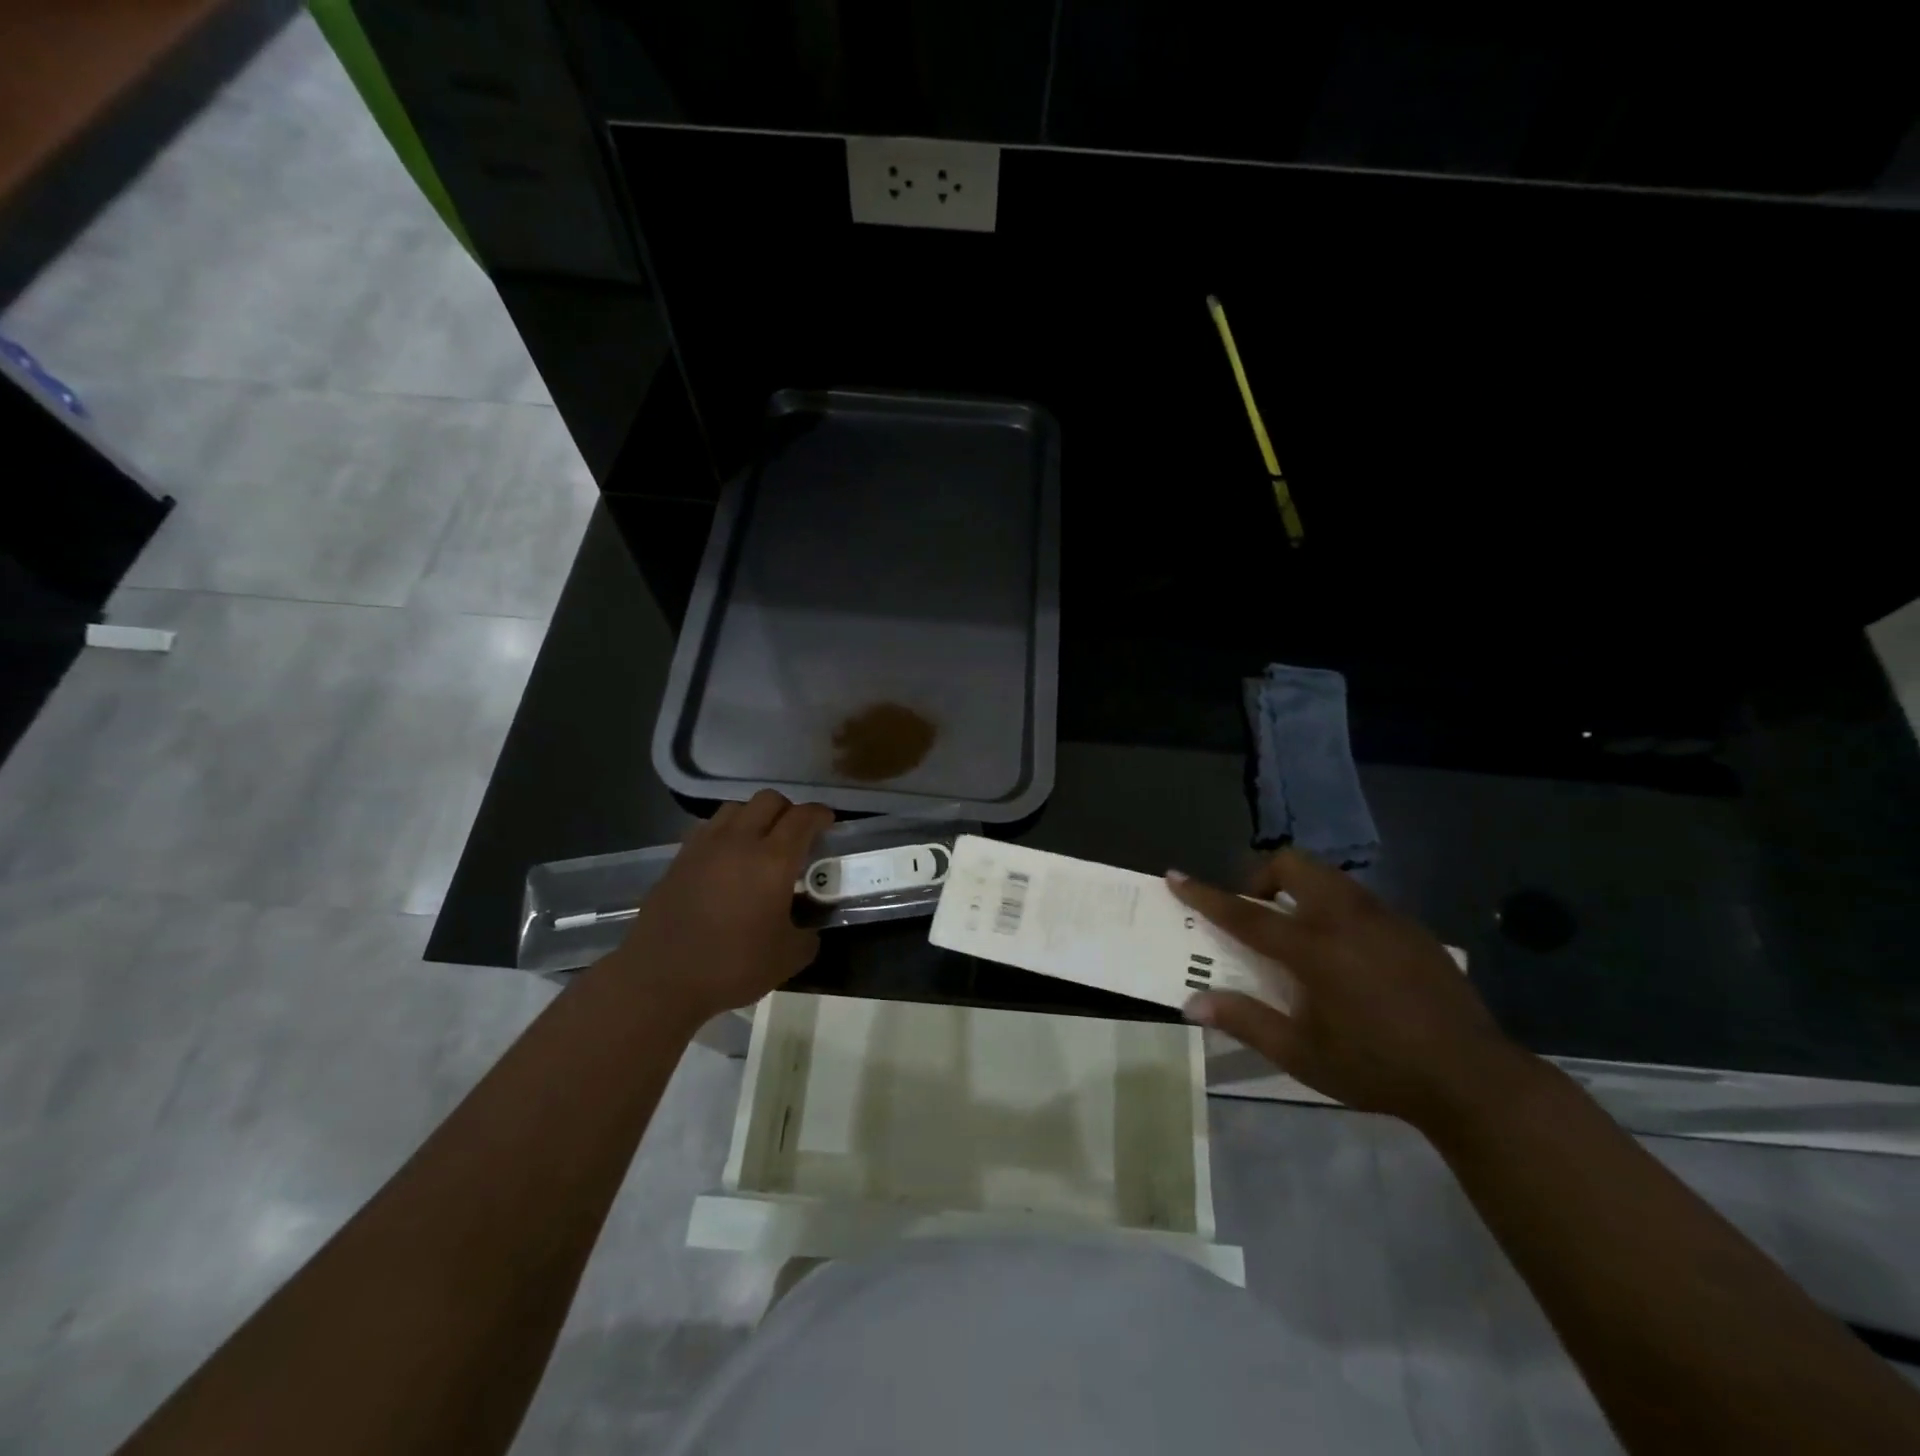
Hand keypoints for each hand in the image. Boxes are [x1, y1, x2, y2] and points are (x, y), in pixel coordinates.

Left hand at [611, 791, 834, 1025]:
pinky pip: (709, 828)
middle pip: (769, 800)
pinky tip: (726, 859)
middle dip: (788, 810)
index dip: (820, 815)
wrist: (660, 978)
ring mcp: (705, 846)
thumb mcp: (788, 958)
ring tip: (759, 842)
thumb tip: (809, 929)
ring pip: (735, 807)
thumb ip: (807, 936)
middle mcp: (740, 841)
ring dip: (754, 816)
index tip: (828, 823)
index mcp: (773, 860)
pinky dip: (726, 833)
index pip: (803, 817)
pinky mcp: (679, 859)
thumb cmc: (732, 966)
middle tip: (795, 833)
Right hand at [1170, 852, 1529, 1129]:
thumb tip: (1192, 1004)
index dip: (1205, 894)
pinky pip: (1359, 899)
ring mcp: (1384, 918)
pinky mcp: (1411, 927)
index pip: (1245, 913)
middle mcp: (1346, 919)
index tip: (1176, 875)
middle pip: (1293, 865)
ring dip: (1301, 889)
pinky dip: (1336, 908)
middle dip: (1263, 876)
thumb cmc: (1377, 1068)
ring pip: (1329, 876)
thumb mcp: (1302, 1055)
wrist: (1473, 1078)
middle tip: (1259, 915)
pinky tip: (1349, 955)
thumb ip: (1245, 1021)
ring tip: (1301, 934)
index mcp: (1314, 949)